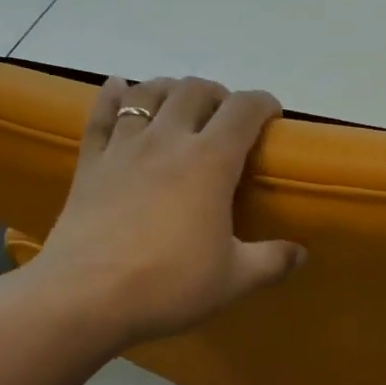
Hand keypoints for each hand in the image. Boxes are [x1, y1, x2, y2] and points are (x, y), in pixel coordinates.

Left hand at [28, 76, 303, 346]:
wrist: (84, 296)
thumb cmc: (167, 284)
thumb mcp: (233, 280)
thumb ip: (272, 262)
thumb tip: (301, 254)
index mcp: (210, 162)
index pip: (243, 110)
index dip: (263, 103)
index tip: (272, 116)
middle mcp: (168, 140)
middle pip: (194, 90)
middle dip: (217, 93)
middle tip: (226, 116)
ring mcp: (124, 147)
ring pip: (148, 93)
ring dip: (170, 89)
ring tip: (180, 103)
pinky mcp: (91, 162)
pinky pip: (102, 115)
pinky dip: (113, 95)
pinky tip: (119, 87)